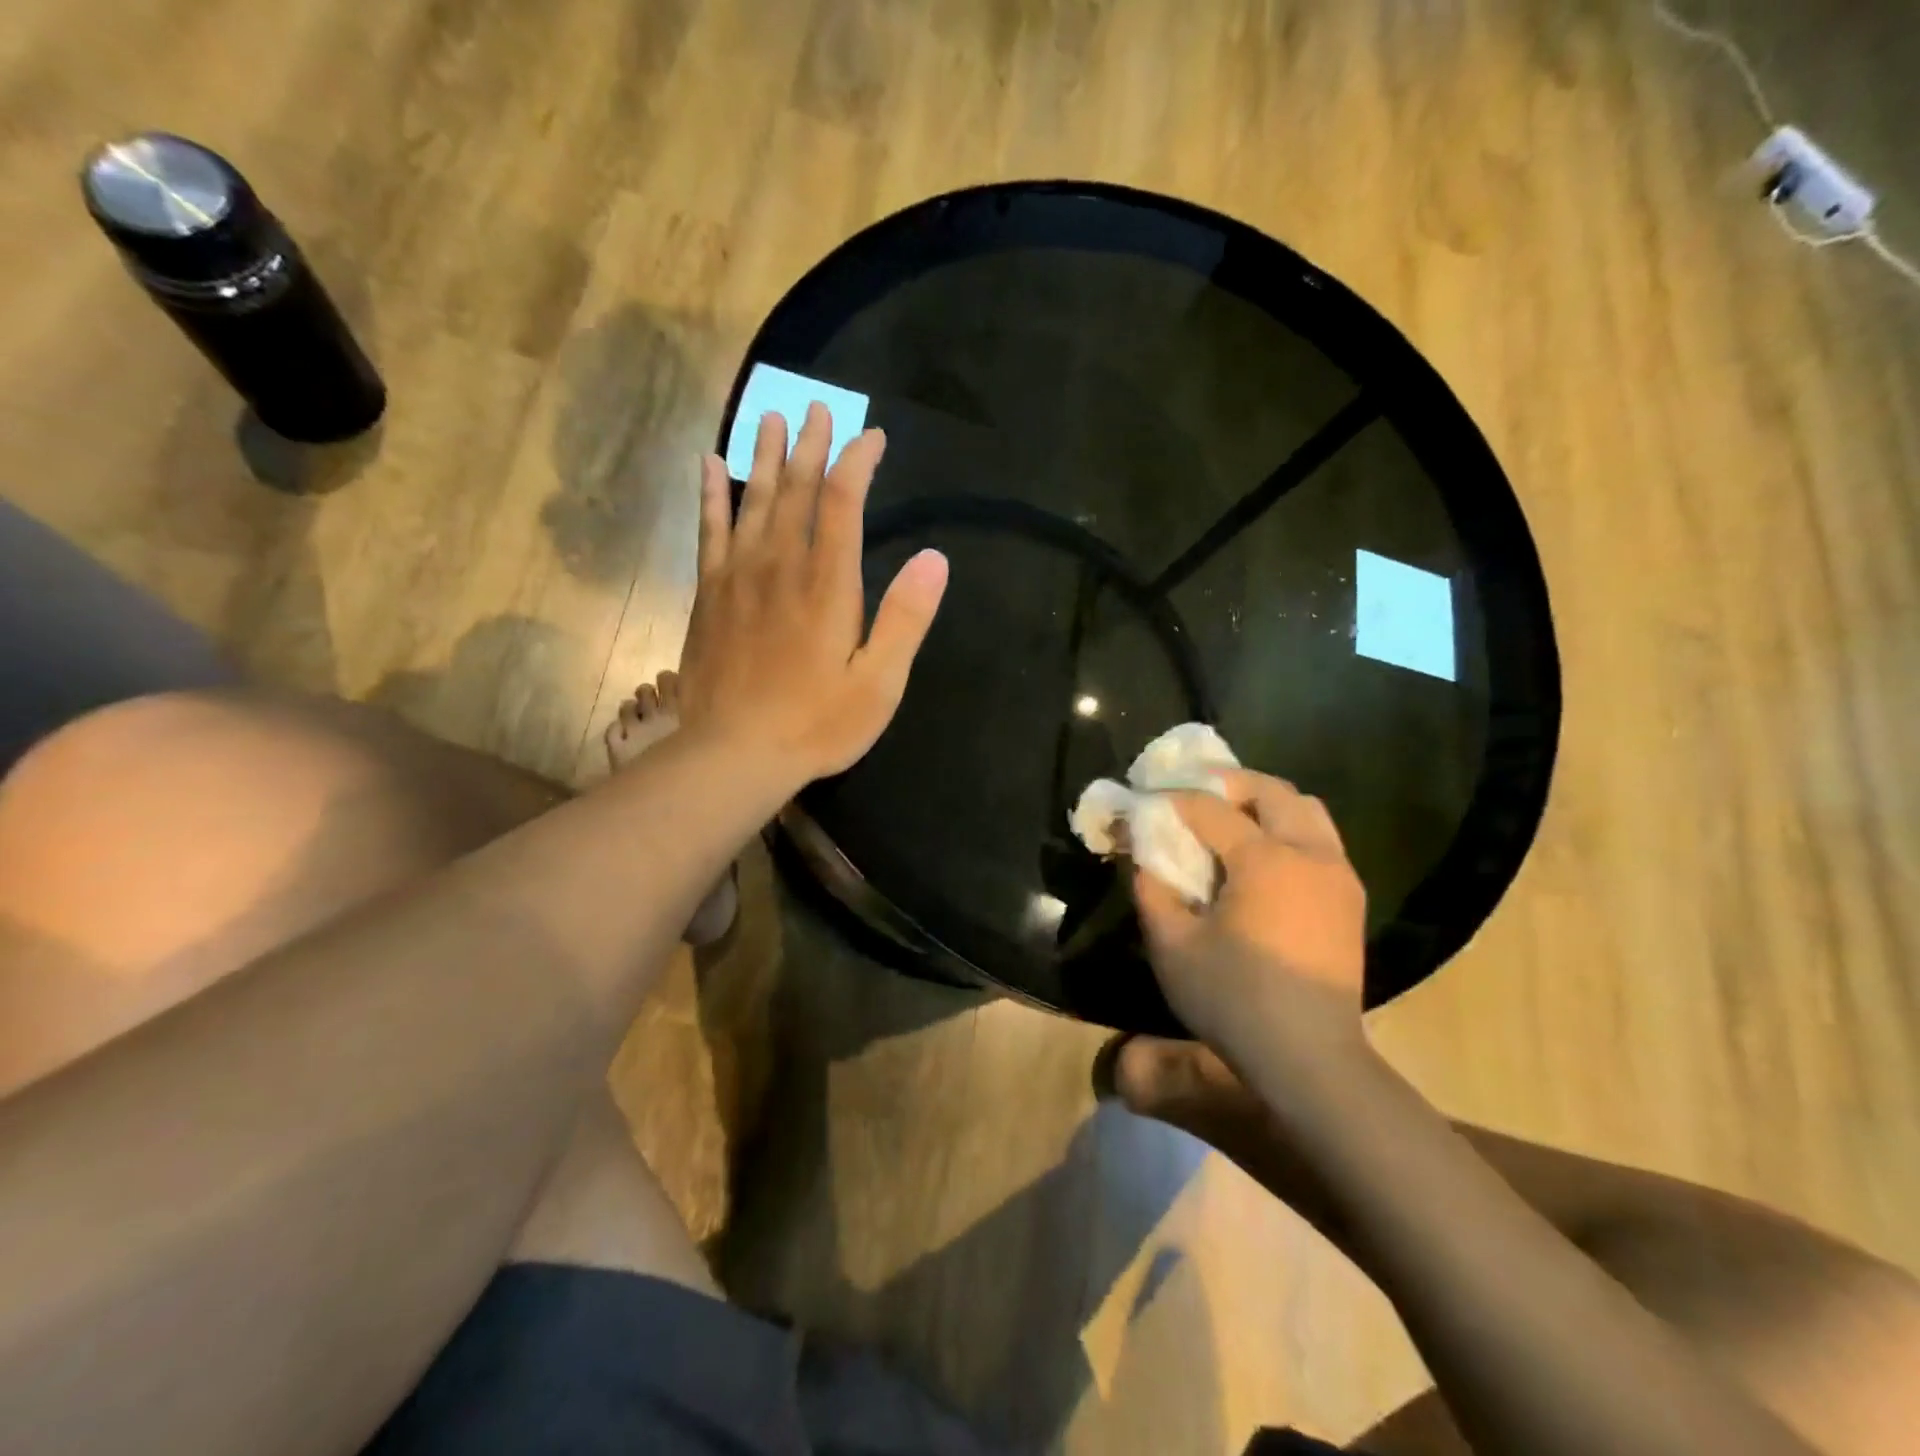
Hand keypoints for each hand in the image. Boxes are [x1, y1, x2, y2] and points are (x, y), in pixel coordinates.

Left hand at [676, 404, 948, 784]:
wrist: (735, 754)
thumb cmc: (816, 723)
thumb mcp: (879, 683)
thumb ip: (906, 619)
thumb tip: (935, 558)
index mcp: (828, 585)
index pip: (843, 502)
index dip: (858, 463)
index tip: (872, 439)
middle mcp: (781, 566)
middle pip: (796, 490)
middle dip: (811, 446)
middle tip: (817, 409)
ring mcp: (738, 577)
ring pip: (753, 500)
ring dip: (765, 456)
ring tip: (770, 418)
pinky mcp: (709, 594)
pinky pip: (710, 530)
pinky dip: (712, 495)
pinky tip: (710, 466)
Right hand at [1132, 771, 1367, 1058]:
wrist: (1309, 1057)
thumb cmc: (1234, 1000)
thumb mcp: (1171, 945)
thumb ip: (1151, 889)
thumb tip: (1142, 855)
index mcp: (1266, 860)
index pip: (1211, 807)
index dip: (1172, 800)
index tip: (1144, 802)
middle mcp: (1309, 853)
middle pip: (1271, 790)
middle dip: (1227, 784)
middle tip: (1192, 797)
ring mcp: (1338, 874)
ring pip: (1306, 809)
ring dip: (1265, 803)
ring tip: (1230, 822)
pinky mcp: (1349, 898)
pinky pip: (1320, 839)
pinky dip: (1288, 829)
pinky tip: (1261, 860)